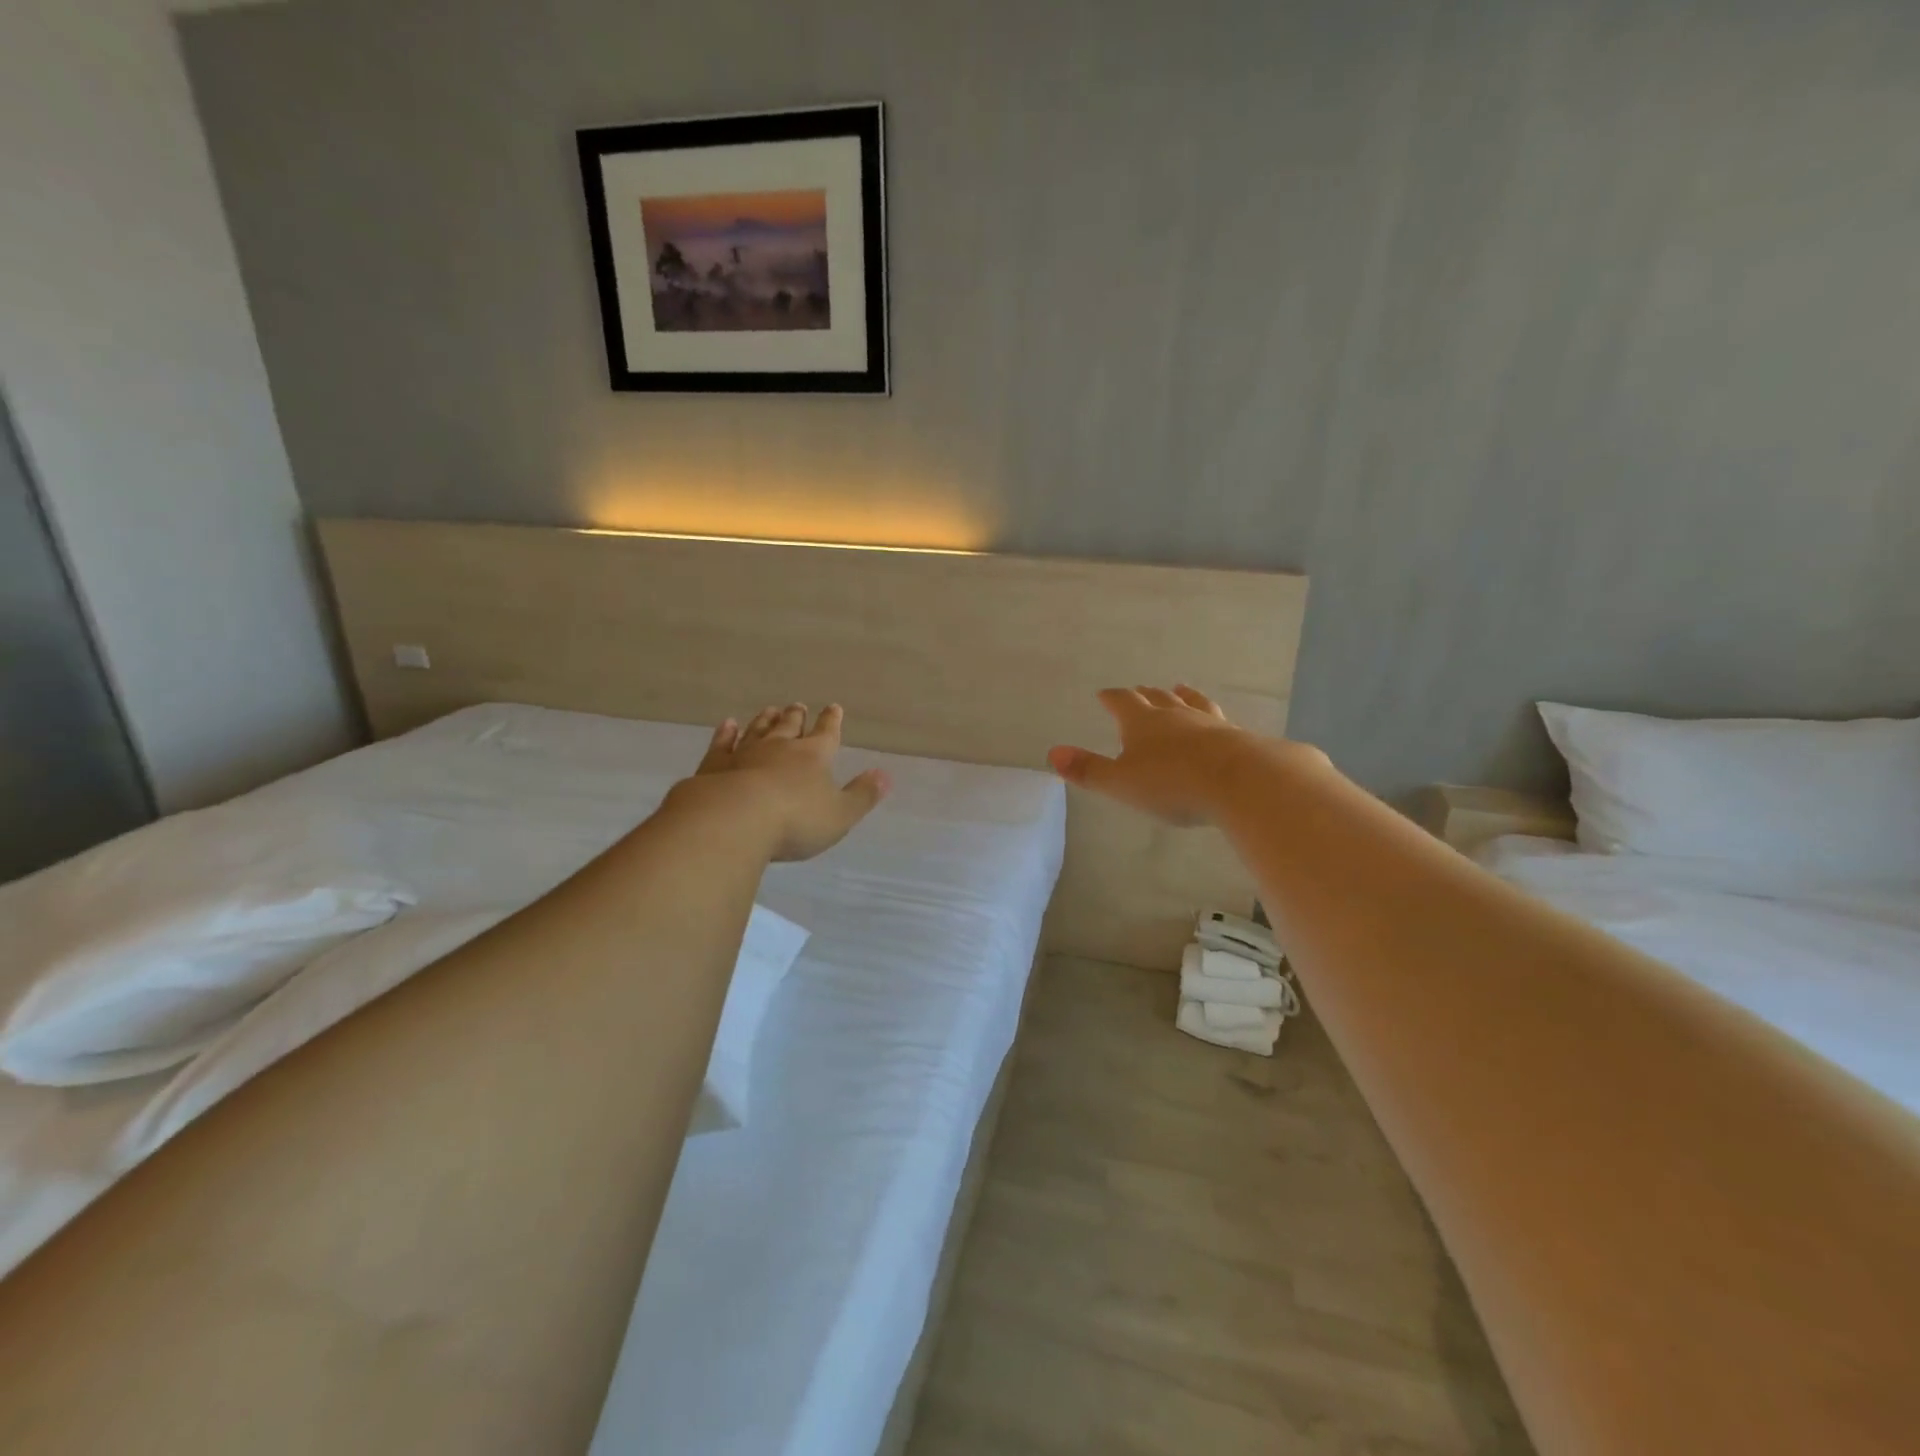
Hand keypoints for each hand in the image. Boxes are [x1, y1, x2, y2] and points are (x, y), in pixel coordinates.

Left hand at [684, 703, 889, 861]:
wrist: (733, 820)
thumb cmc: (795, 820)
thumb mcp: (840, 814)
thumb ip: (862, 795)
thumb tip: (886, 775)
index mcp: (814, 756)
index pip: (827, 733)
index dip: (832, 721)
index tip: (834, 707)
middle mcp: (780, 748)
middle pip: (790, 727)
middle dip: (797, 717)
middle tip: (798, 706)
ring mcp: (744, 754)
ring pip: (758, 730)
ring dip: (765, 720)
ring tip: (770, 710)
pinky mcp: (714, 766)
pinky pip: (722, 744)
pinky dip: (726, 733)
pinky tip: (728, 725)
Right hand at [1047, 685, 1251, 825]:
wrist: (1241, 781)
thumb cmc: (1172, 783)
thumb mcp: (1121, 783)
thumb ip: (1088, 770)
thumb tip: (1052, 753)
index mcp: (1142, 723)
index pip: (1122, 702)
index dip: (1111, 698)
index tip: (1104, 694)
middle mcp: (1175, 715)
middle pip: (1157, 698)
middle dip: (1145, 695)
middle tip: (1140, 691)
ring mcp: (1209, 724)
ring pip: (1192, 703)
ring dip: (1183, 697)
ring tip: (1181, 690)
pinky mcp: (1237, 738)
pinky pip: (1220, 721)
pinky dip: (1212, 718)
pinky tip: (1219, 723)